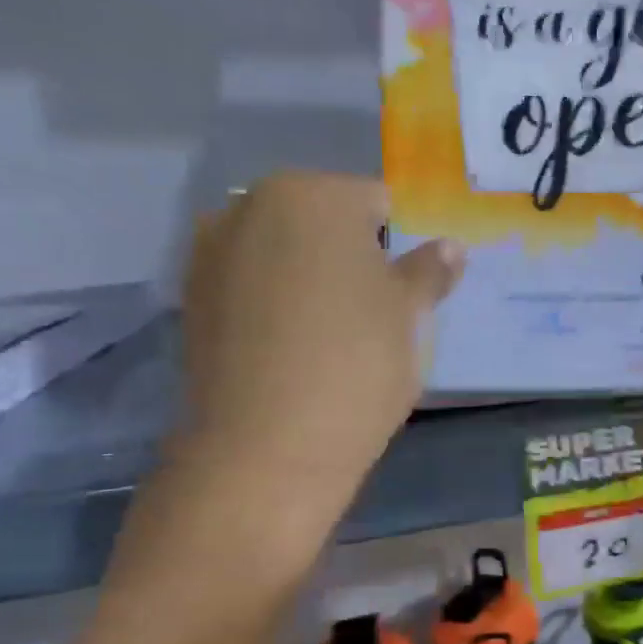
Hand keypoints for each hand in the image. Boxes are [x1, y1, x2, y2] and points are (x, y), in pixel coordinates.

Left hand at [176, 172, 462, 502]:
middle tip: (375, 309)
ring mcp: (211, 252)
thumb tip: (451, 247)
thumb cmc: (356, 363)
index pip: (376, 202)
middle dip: (351, 254)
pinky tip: (292, 345)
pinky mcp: (191, 300)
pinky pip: (250, 284)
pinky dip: (274, 300)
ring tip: (332, 330)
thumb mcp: (409, 315)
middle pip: (322, 220)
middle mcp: (250, 206)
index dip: (401, 242)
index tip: (409, 286)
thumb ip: (430, 271)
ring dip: (309, 275)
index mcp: (312, 195)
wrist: (267, 448)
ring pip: (283, 251)